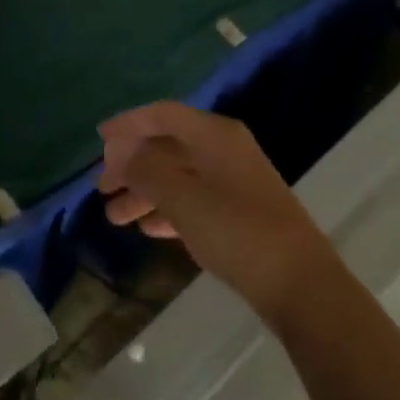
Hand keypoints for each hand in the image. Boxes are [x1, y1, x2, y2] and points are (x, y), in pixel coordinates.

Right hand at [99, 102, 339, 325]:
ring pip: (179, 175)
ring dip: (145, 191)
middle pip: (168, 146)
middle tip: (102, 188)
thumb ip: (146, 169)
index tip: (98, 139)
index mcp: (213, 134)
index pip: (162, 115)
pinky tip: (147, 228)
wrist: (301, 285)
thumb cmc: (236, 231)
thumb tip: (120, 150)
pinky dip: (168, 208)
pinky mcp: (240, 213)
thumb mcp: (182, 197)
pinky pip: (194, 199)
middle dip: (132, 164)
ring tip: (114, 217)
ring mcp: (234, 181)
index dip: (128, 123)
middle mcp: (224, 149)